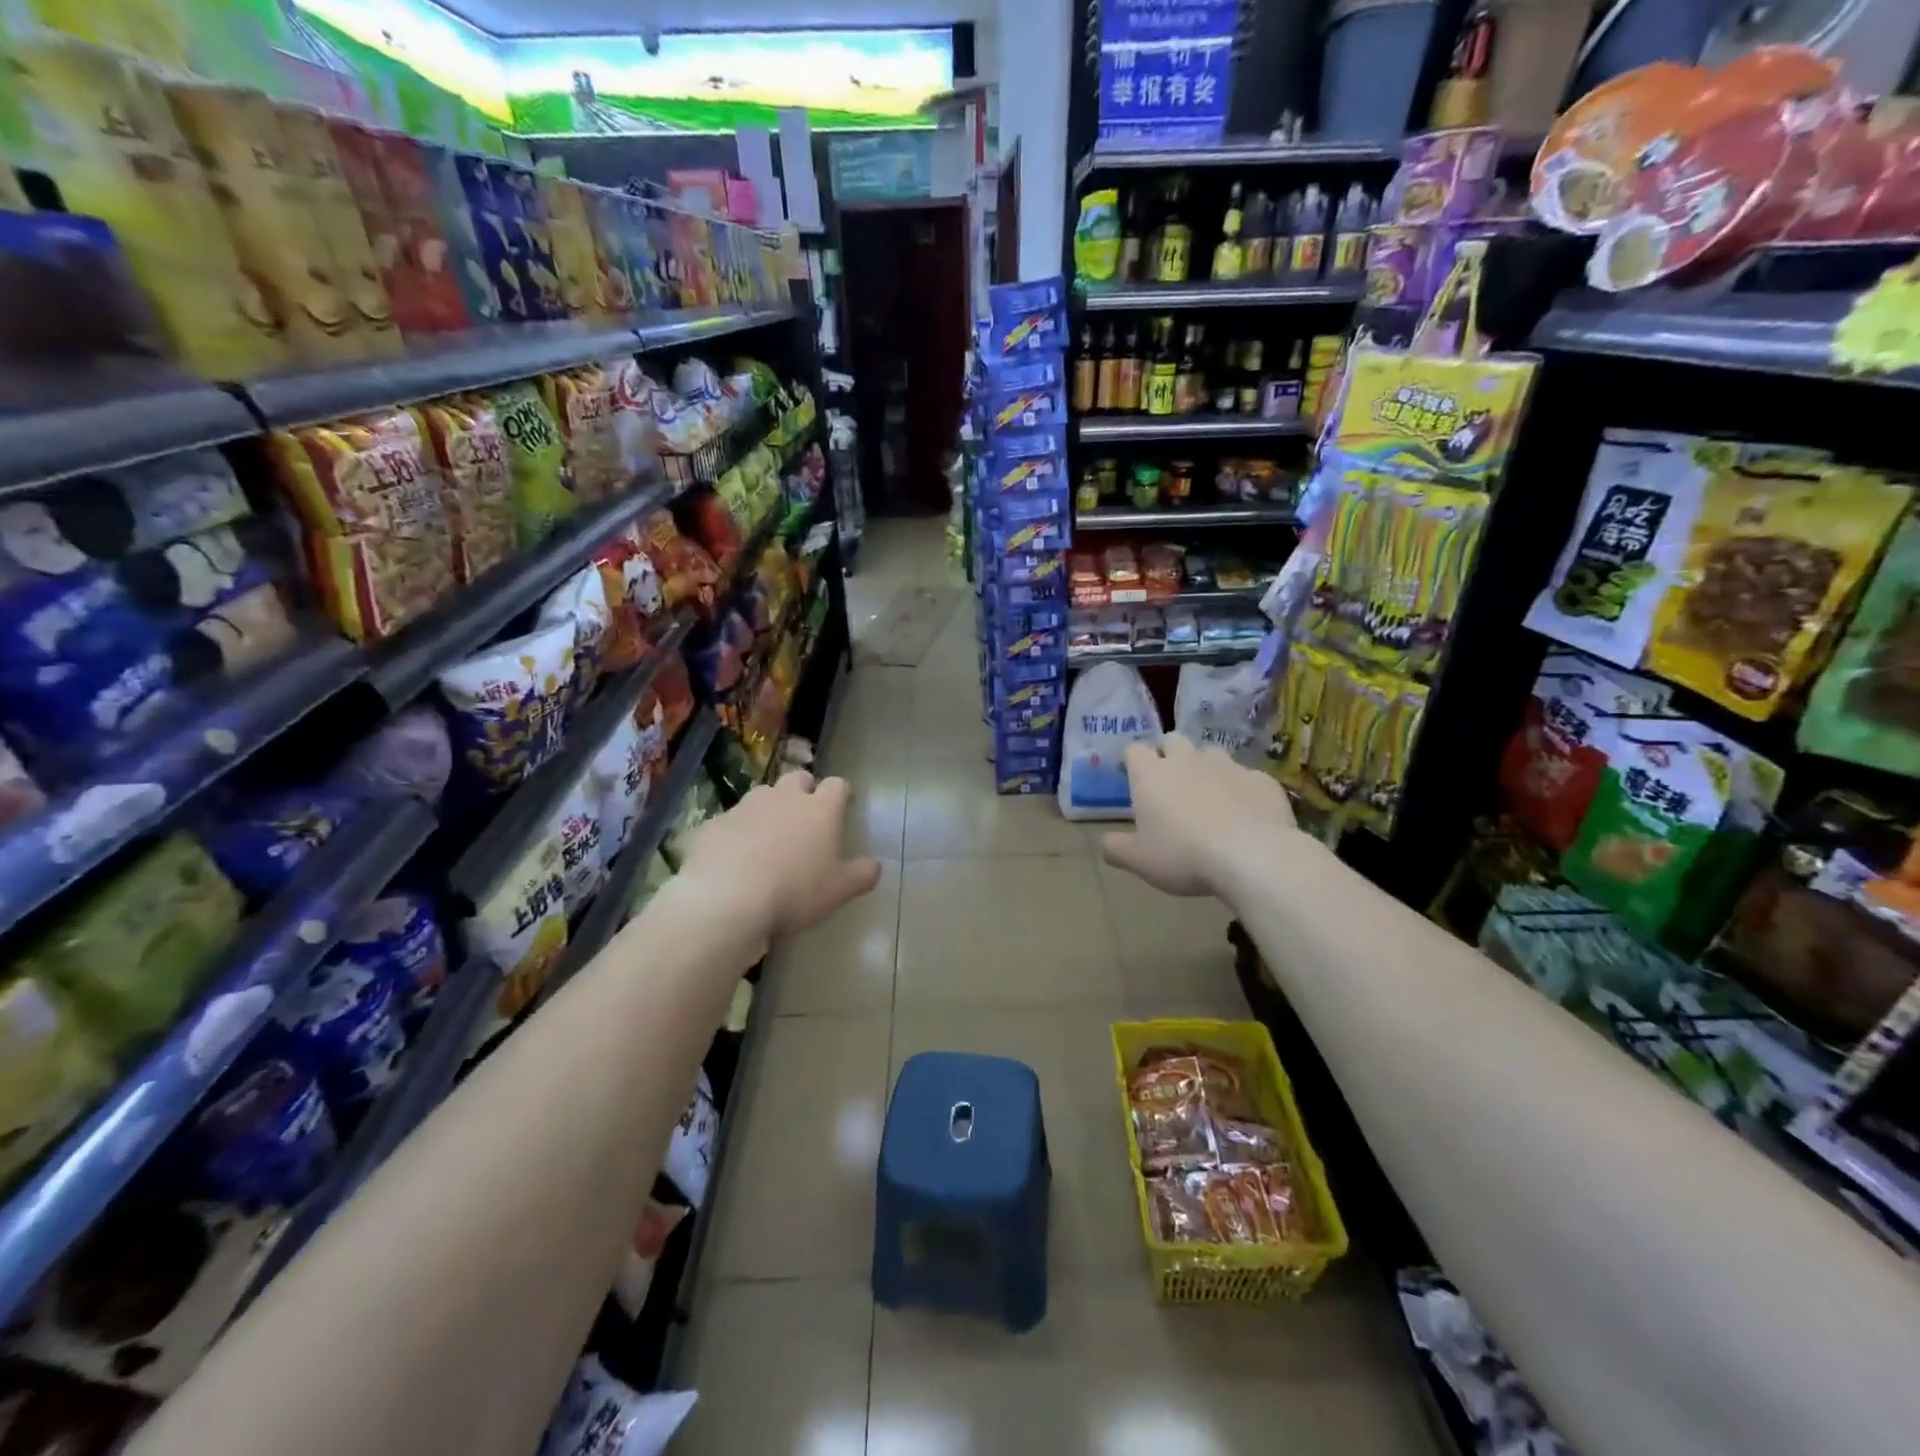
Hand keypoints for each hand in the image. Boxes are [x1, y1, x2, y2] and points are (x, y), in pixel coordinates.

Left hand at [679, 771, 881, 940]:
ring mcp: (746, 807)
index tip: (843, 806)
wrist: (727, 899)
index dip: (841, 793)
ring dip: (769, 809)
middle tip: (805, 816)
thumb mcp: (840, 891)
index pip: (838, 785)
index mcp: (820, 809)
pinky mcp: (714, 823)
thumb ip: (862, 874)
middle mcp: (784, 798)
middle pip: (798, 779)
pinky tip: (733, 857)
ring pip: (762, 795)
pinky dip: (736, 832)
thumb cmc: (795, 891)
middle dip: (804, 791)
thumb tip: (875, 865)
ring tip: (768, 837)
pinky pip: (730, 821)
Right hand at [1102, 736, 1299, 901]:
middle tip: (1169, 782)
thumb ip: (1116, 848)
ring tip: (1208, 795)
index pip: (1134, 749)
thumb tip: (1105, 844)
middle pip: (1172, 740)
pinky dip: (1240, 789)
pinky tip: (1245, 813)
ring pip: (1211, 753)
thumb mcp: (1138, 860)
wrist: (1252, 855)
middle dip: (1168, 753)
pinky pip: (1246, 776)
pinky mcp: (1261, 779)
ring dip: (1205, 767)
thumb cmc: (1183, 854)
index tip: (1132, 776)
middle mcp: (1187, 760)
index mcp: (1151, 774)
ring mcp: (1227, 765)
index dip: (1131, 760)